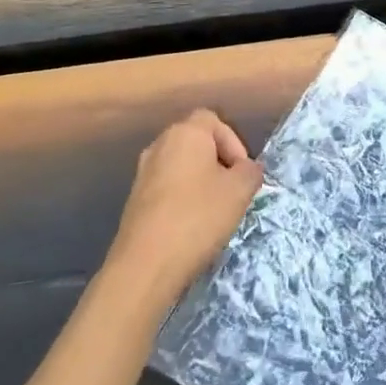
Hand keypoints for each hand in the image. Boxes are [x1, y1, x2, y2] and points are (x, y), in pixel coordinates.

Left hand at [104, 109, 263, 307]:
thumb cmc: (198, 217)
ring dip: (201, 182)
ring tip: (215, 211)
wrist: (146, 264)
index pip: (213, 120)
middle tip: (233, 191)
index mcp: (185, 133)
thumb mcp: (240, 191)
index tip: (243, 172)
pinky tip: (192, 225)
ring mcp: (143, 172)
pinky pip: (167, 187)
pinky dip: (182, 198)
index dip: (234, 142)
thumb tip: (248, 168)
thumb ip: (251, 172)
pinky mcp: (135, 199)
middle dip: (219, 163)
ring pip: (181, 166)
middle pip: (196, 142)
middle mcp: (159, 144)